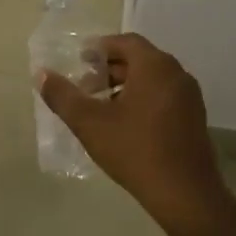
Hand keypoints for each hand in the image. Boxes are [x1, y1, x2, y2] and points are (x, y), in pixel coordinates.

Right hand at [38, 33, 227, 227]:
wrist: (184, 194)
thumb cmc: (135, 150)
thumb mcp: (89, 123)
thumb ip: (63, 96)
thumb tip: (41, 74)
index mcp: (154, 66)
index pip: (125, 41)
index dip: (99, 48)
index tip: (78, 63)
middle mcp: (176, 74)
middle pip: (138, 59)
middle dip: (108, 69)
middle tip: (84, 87)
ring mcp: (189, 97)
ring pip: (151, 79)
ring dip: (123, 86)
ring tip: (99, 107)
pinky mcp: (194, 118)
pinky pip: (162, 96)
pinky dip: (141, 99)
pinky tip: (123, 124)